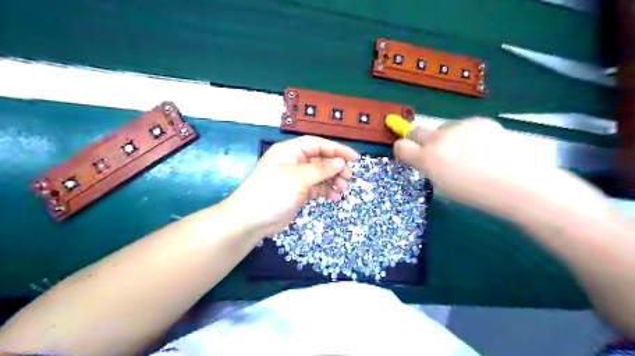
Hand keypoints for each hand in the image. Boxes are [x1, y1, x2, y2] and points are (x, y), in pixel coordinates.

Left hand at [227, 135, 356, 235]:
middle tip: (349, 178)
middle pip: (320, 159)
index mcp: (290, 151)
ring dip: (333, 180)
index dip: (337, 149)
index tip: (354, 159)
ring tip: (344, 190)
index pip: (318, 144)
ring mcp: (295, 178)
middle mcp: (293, 161)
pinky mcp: (296, 192)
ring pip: (319, 174)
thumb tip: (340, 162)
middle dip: (336, 167)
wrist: (250, 220)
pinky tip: (334, 198)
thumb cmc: (273, 192)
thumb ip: (321, 169)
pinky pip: (315, 187)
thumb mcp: (299, 178)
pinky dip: (325, 191)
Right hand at [395, 118, 573, 218]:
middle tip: (431, 149)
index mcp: (428, 159)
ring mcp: (459, 127)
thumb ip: (430, 168)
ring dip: (446, 137)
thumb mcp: (443, 186)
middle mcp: (439, 139)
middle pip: (416, 130)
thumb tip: (428, 159)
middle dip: (417, 138)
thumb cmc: (477, 195)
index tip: (407, 153)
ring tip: (466, 151)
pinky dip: (467, 134)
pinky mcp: (479, 122)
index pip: (401, 146)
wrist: (518, 184)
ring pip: (443, 127)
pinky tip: (483, 146)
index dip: (401, 149)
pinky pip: (464, 125)